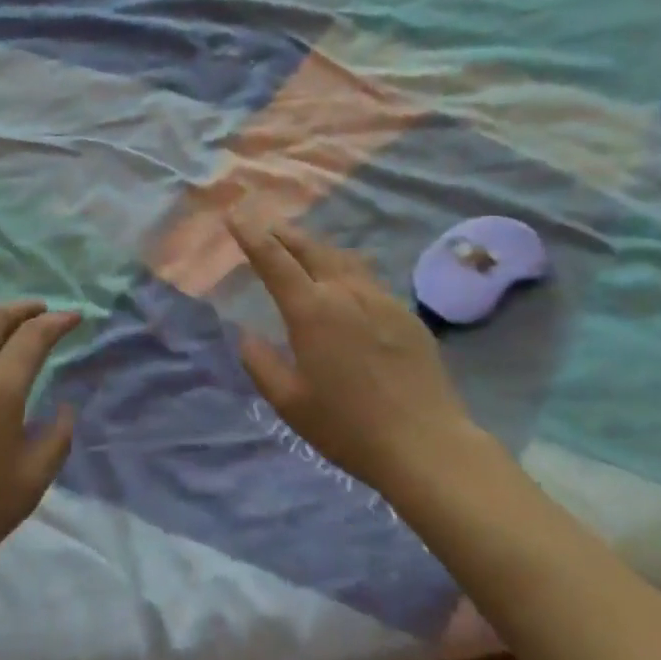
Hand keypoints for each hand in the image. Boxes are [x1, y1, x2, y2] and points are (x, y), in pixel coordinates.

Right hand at [228, 215, 499, 500]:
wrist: (425, 444)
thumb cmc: (348, 427)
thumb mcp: (290, 403)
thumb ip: (261, 364)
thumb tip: (246, 334)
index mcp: (311, 310)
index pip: (273, 260)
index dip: (251, 235)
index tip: (235, 216)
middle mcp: (345, 292)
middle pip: (310, 248)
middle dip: (283, 233)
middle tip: (266, 224)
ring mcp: (380, 298)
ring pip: (342, 257)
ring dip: (315, 246)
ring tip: (302, 245)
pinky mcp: (405, 313)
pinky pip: (368, 277)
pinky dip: (346, 266)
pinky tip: (346, 276)